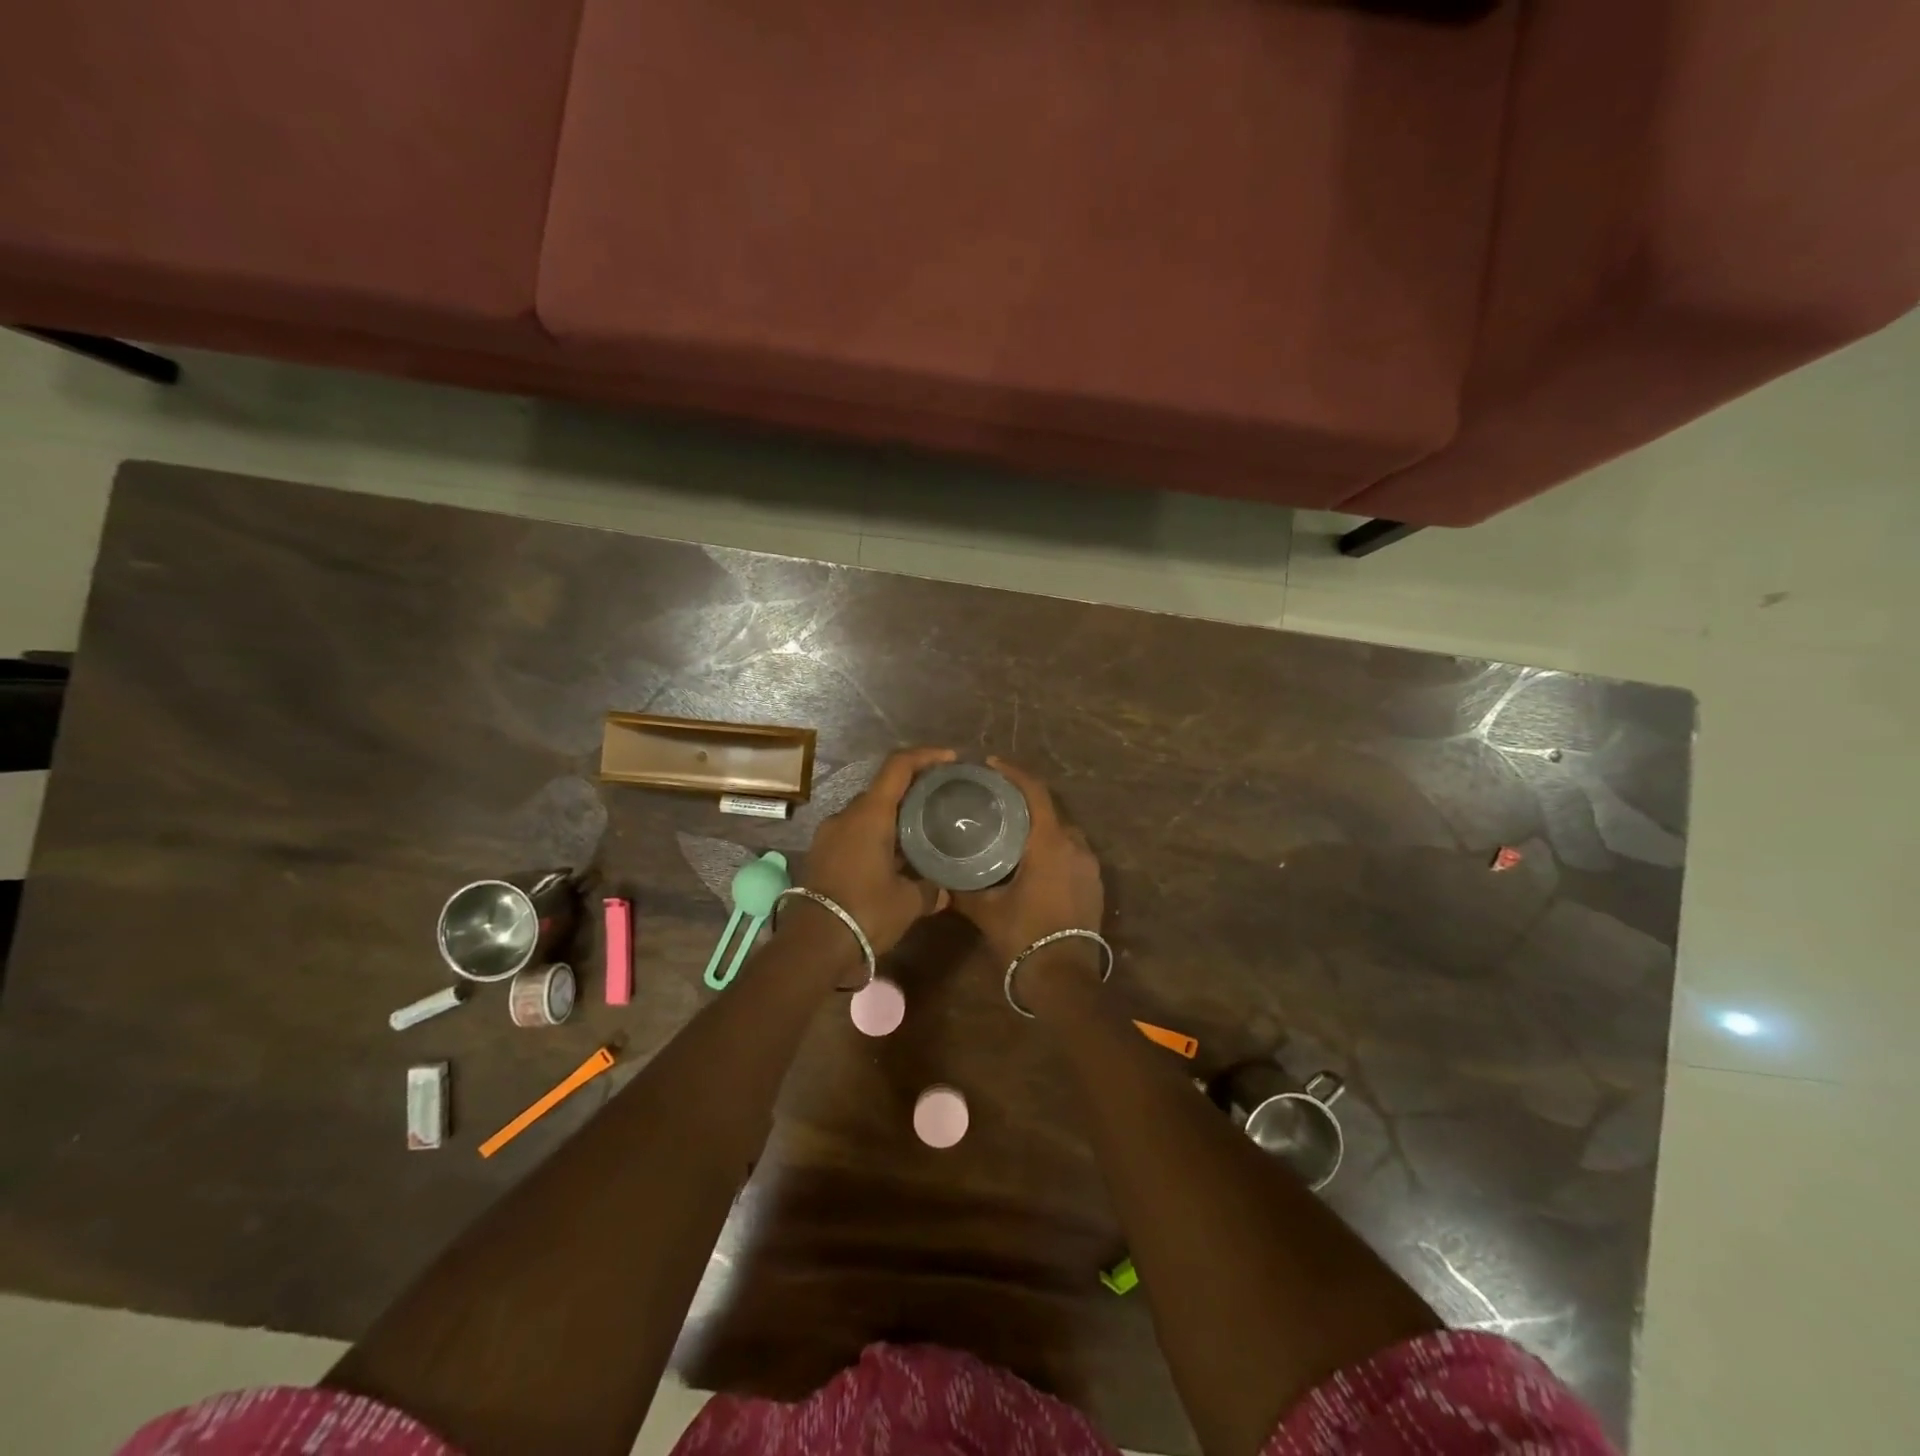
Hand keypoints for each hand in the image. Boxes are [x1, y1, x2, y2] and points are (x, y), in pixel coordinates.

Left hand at [796, 746, 956, 956]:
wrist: (813, 944)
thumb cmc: (865, 912)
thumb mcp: (908, 902)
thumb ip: (930, 890)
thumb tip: (946, 891)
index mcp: (869, 814)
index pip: (898, 767)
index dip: (925, 756)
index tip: (949, 759)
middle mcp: (846, 816)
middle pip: (882, 789)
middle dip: (911, 790)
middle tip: (939, 801)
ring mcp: (829, 835)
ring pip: (867, 813)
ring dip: (893, 817)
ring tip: (921, 832)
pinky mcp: (821, 854)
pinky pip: (854, 833)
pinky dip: (876, 836)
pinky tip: (896, 857)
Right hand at [951, 757, 1104, 962]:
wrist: (1064, 980)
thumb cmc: (1023, 938)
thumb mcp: (986, 910)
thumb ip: (963, 887)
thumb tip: (942, 874)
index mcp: (1049, 844)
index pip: (1035, 793)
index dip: (1014, 773)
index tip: (992, 765)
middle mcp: (1075, 847)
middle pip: (1050, 810)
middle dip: (1025, 800)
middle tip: (996, 800)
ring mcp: (1089, 866)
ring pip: (1063, 832)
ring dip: (1040, 825)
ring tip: (1012, 829)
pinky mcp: (1094, 883)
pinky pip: (1072, 852)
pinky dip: (1052, 846)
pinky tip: (1032, 859)